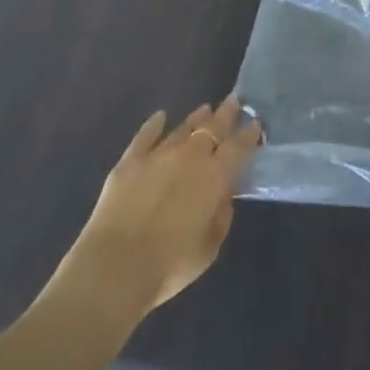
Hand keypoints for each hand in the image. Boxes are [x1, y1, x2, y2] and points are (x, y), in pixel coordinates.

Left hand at [57, 98, 262, 321]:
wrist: (113, 270)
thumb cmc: (170, 265)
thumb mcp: (210, 246)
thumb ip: (221, 215)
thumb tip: (223, 195)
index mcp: (215, 176)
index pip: (238, 146)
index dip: (249, 133)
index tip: (256, 122)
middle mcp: (190, 157)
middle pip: (213, 127)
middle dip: (227, 113)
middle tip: (235, 100)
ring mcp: (158, 156)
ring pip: (183, 128)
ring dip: (197, 117)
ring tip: (206, 108)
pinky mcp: (129, 163)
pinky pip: (145, 136)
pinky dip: (154, 124)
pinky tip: (160, 116)